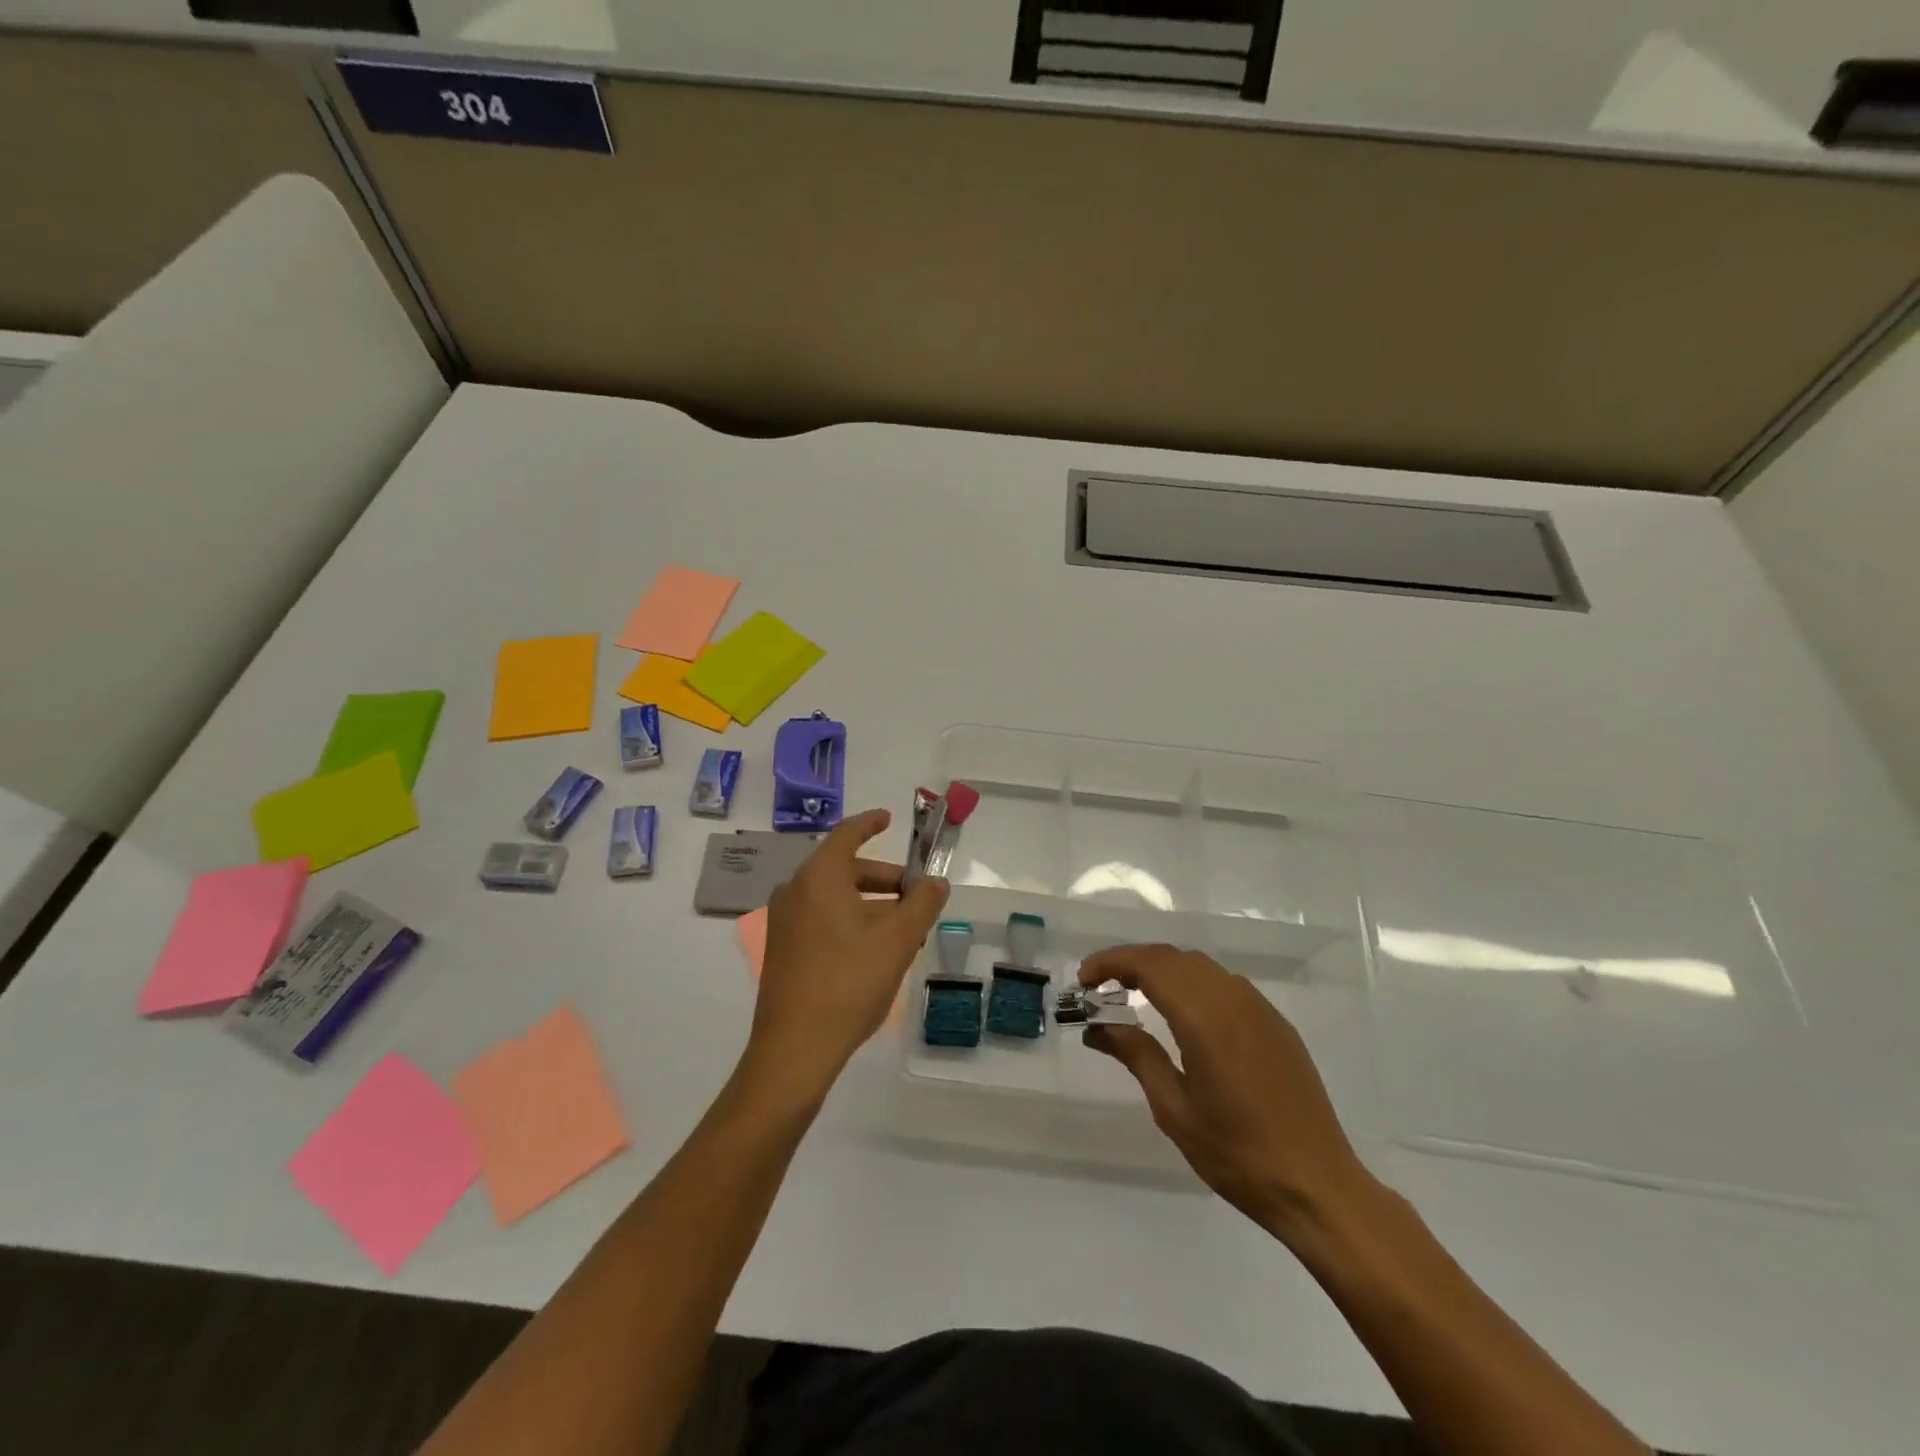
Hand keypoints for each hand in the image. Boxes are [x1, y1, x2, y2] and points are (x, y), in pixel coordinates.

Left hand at [744, 809, 948, 1102]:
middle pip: (844, 869)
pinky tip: (876, 950)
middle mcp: (795, 891)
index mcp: (819, 877)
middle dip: (883, 878)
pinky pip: (821, 918)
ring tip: (904, 928)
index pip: (847, 834)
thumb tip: (936, 882)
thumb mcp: (897, 940)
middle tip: (915, 894)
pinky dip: (850, 921)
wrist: (795, 1048)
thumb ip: (922, 904)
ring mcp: (784, 922)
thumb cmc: (849, 982)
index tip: (889, 819)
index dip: (871, 823)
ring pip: (834, 898)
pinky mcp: (783, 949)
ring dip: (870, 904)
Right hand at [1079, 944, 1376, 1244]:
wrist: (1318, 1186)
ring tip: (1134, 995)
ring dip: (1162, 969)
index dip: (1111, 963)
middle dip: (1132, 962)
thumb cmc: (1237, 1154)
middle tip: (1101, 988)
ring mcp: (1260, 1008)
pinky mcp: (1276, 1024)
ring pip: (1200, 967)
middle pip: (1172, 957)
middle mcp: (1233, 998)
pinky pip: (1225, 984)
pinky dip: (1192, 983)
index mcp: (1204, 1017)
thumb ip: (1137, 1055)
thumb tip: (1098, 1027)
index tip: (1084, 980)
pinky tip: (1182, 1013)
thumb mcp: (1174, 1108)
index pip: (1148, 964)